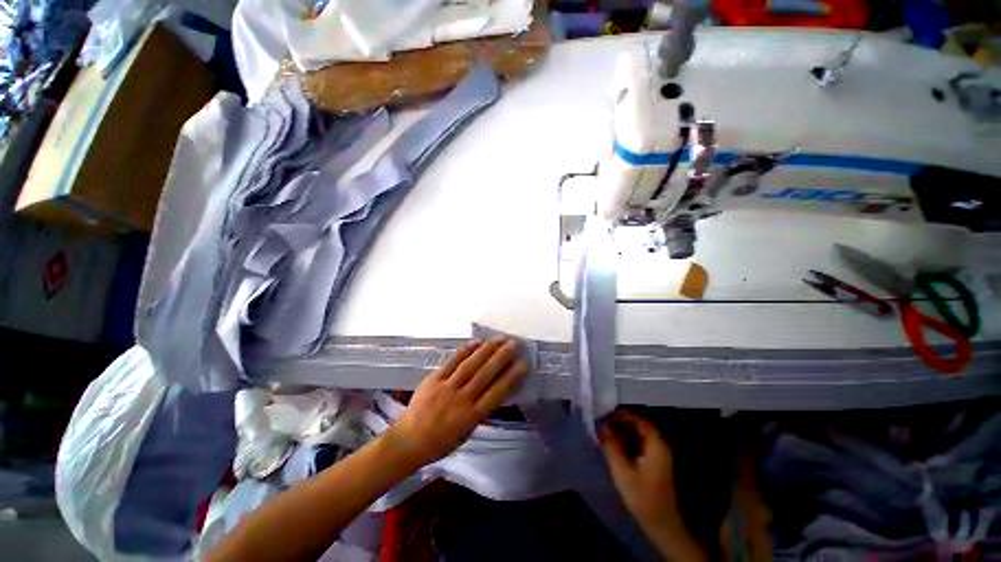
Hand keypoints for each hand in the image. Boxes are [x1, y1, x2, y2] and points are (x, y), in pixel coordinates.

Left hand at [387, 337, 526, 468]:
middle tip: (514, 343)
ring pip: (470, 365)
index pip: (496, 393)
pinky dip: (465, 351)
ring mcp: (446, 387)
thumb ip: (480, 411)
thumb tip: (495, 391)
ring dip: (487, 350)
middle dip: (502, 357)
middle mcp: (461, 399)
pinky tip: (476, 342)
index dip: (511, 377)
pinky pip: (452, 362)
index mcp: (471, 417)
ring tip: (499, 339)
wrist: (408, 441)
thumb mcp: (466, 433)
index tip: (523, 364)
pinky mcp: (434, 379)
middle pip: (485, 374)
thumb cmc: (440, 442)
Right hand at [600, 411, 706, 560]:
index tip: (604, 415)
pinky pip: (638, 444)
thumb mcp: (622, 470)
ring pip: (638, 434)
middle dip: (619, 423)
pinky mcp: (654, 462)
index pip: (638, 420)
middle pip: (638, 426)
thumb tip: (600, 424)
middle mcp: (659, 445)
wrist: (660, 522)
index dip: (621, 416)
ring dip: (621, 432)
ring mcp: (658, 453)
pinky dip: (626, 442)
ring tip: (605, 435)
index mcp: (656, 444)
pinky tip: (614, 446)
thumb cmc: (642, 495)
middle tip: (602, 425)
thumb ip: (611, 445)